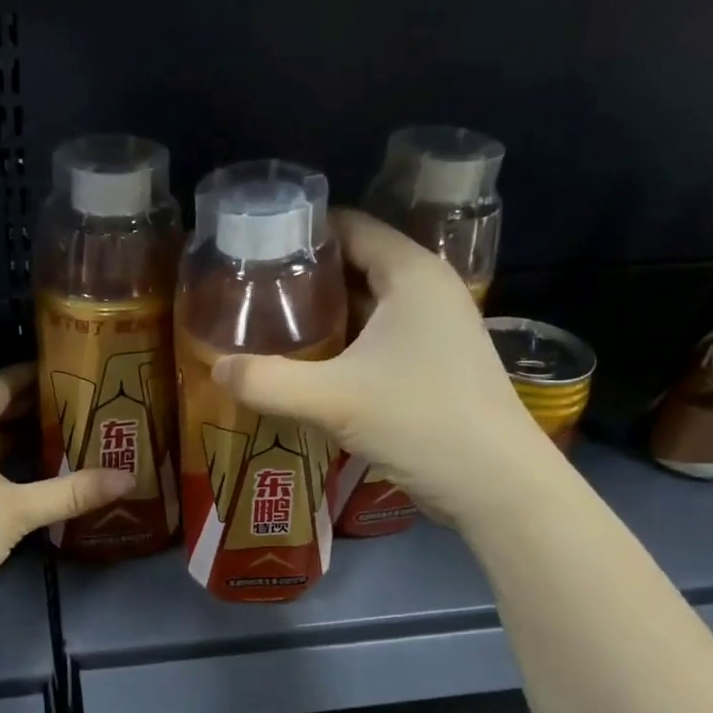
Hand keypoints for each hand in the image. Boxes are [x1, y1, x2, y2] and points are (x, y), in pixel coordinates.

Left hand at [0, 365, 132, 608]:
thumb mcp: (19, 511)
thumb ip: (72, 492)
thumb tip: (127, 479)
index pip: (2, 381)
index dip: (38, 375)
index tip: (75, 376)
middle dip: (34, 408)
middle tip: (79, 410)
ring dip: (17, 436)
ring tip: (61, 440)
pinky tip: (23, 477)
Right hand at [212, 209, 559, 522]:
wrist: (496, 486)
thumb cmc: (421, 423)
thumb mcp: (333, 400)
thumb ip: (268, 382)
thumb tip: (216, 368)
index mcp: (411, 274)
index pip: (350, 226)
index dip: (301, 232)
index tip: (251, 248)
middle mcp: (427, 290)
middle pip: (355, 264)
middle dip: (303, 276)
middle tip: (249, 291)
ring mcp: (434, 329)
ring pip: (365, 304)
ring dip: (321, 313)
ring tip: (267, 325)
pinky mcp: (433, 363)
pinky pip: (376, 336)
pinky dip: (341, 342)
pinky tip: (307, 363)